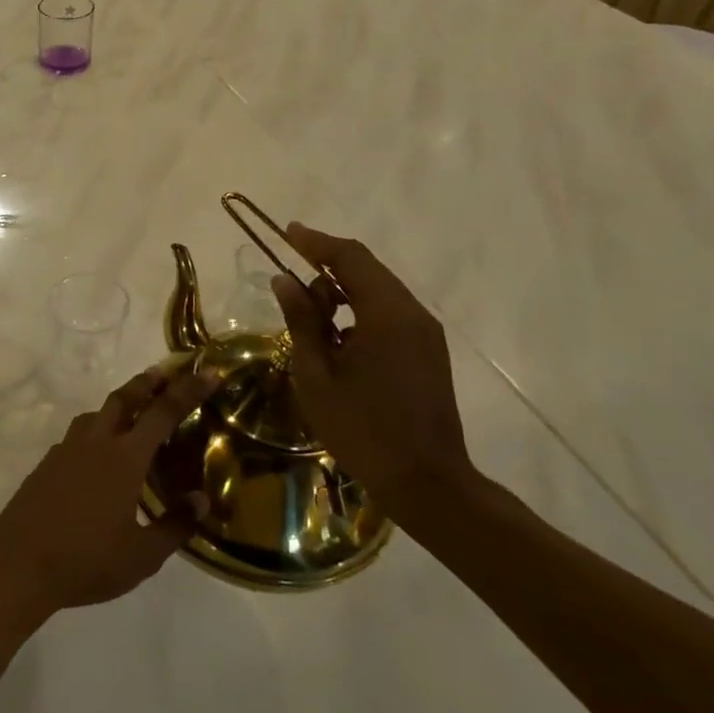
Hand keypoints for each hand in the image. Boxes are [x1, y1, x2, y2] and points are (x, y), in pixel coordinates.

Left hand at [0, 366, 217, 617]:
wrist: (19, 563)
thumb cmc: (88, 560)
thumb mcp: (143, 555)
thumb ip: (175, 525)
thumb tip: (201, 500)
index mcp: (124, 458)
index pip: (163, 413)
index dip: (188, 389)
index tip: (208, 371)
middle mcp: (95, 443)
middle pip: (124, 399)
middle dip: (147, 382)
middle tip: (164, 372)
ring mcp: (66, 451)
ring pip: (95, 414)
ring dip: (117, 404)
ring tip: (131, 410)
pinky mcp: (47, 464)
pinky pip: (76, 435)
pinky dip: (94, 431)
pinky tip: (96, 453)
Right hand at [270, 223, 472, 509]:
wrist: (425, 480)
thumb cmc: (361, 428)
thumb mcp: (316, 374)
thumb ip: (302, 321)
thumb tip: (285, 280)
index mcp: (387, 314)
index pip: (351, 258)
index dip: (316, 242)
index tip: (287, 232)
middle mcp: (413, 313)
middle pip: (368, 270)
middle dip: (328, 266)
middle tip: (290, 279)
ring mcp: (426, 333)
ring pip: (380, 291)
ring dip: (343, 290)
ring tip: (308, 313)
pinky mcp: (428, 351)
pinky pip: (390, 313)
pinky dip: (360, 310)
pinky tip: (336, 335)